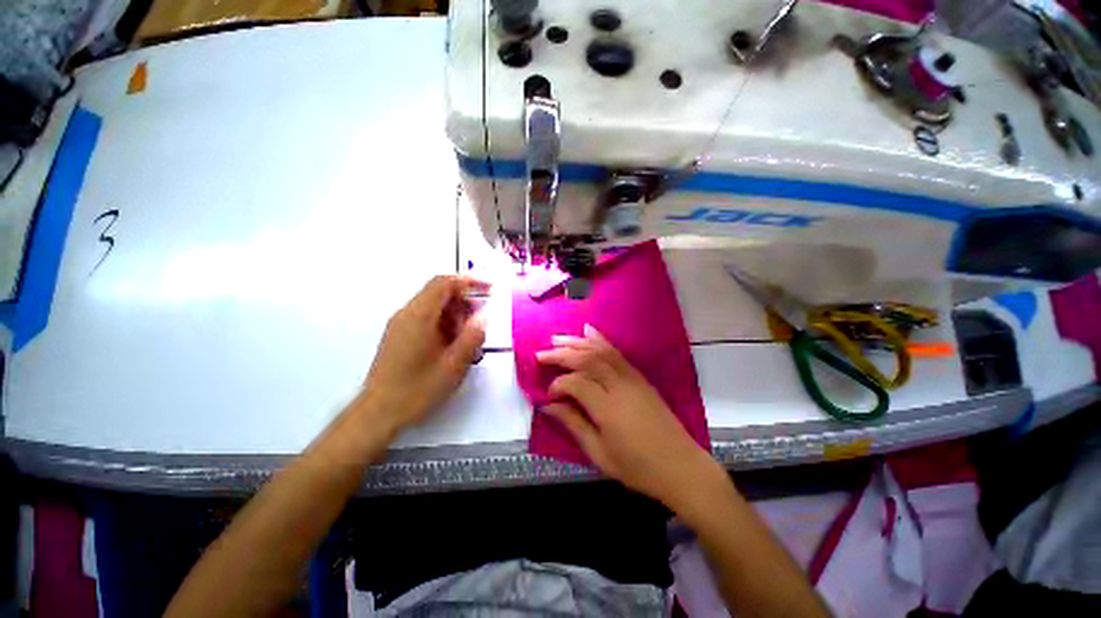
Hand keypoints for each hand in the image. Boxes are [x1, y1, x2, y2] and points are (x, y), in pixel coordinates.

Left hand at [360, 275, 488, 432]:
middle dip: (464, 302)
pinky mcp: (399, 335)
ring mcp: (401, 324)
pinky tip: (452, 346)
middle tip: (480, 323)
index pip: (444, 283)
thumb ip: (472, 336)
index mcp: (418, 316)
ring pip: (434, 307)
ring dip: (455, 315)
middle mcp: (406, 314)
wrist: (379, 413)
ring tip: (467, 340)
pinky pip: (426, 319)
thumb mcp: (454, 364)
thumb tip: (484, 315)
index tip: (489, 289)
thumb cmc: (418, 389)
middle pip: (439, 293)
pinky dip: (444, 324)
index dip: (469, 281)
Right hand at [536, 325, 722, 509]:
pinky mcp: (639, 377)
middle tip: (541, 354)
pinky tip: (589, 332)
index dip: (558, 384)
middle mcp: (619, 386)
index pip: (576, 383)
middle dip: (561, 354)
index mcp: (608, 409)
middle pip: (587, 360)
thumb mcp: (600, 454)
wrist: (680, 466)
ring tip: (557, 338)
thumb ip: (573, 425)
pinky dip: (600, 340)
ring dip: (577, 342)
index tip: (548, 394)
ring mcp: (632, 378)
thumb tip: (548, 406)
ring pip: (601, 351)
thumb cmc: (638, 468)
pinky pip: (617, 352)